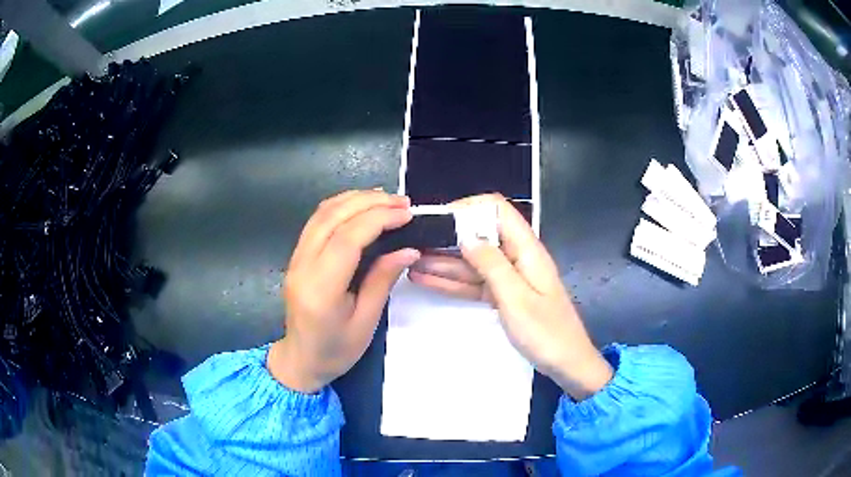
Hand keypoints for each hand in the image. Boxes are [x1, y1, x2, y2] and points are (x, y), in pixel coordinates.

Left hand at [269, 190, 420, 392]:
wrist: (300, 360)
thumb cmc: (336, 350)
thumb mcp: (366, 322)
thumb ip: (383, 281)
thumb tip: (408, 249)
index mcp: (321, 289)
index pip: (347, 239)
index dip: (378, 219)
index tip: (406, 214)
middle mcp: (303, 266)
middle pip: (333, 217)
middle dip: (369, 202)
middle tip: (402, 202)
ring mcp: (296, 258)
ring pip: (322, 213)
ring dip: (355, 199)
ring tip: (386, 199)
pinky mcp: (296, 256)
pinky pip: (317, 220)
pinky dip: (341, 206)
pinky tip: (361, 206)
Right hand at [409, 194, 612, 399]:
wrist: (567, 364)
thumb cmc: (547, 333)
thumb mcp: (516, 298)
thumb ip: (491, 265)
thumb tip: (466, 236)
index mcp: (527, 249)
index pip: (498, 210)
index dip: (469, 208)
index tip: (439, 219)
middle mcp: (518, 257)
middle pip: (481, 235)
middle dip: (450, 236)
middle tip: (415, 242)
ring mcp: (510, 278)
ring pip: (474, 261)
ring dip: (444, 261)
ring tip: (411, 262)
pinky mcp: (504, 296)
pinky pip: (476, 283)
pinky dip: (453, 282)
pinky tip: (426, 280)